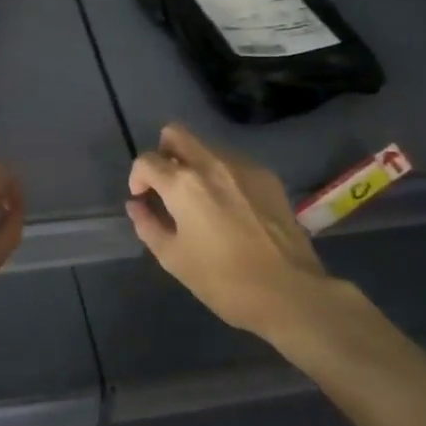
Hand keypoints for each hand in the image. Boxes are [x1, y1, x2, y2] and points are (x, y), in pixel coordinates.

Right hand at [126, 122, 342, 338]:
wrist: (289, 291)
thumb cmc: (223, 280)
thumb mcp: (173, 258)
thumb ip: (148, 225)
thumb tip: (136, 205)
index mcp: (182, 184)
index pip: (147, 161)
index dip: (138, 177)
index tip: (143, 198)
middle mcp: (211, 163)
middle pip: (175, 133)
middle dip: (163, 153)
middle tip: (166, 184)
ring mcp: (243, 166)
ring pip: (206, 146)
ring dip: (194, 164)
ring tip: (200, 199)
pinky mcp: (267, 176)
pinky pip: (233, 162)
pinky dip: (222, 175)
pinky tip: (230, 207)